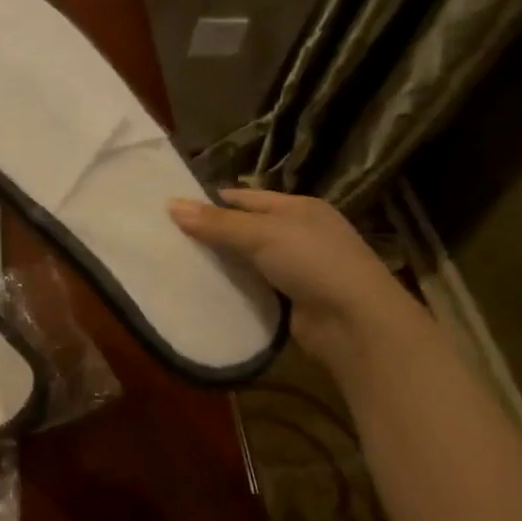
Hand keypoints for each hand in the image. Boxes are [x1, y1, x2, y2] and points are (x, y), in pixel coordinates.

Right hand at [168, 189, 425, 364]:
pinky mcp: (290, 299)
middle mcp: (299, 234)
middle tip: (167, 239)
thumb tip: (171, 205)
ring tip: (176, 264)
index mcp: (298, 208)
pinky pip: (252, 288)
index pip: (246, 198)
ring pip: (246, 260)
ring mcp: (296, 268)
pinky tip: (203, 290)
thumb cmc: (313, 262)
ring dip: (219, 263)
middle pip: (245, 229)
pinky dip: (231, 288)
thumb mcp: (262, 234)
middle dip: (211, 233)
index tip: (173, 210)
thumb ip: (217, 223)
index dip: (211, 202)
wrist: (353, 322)